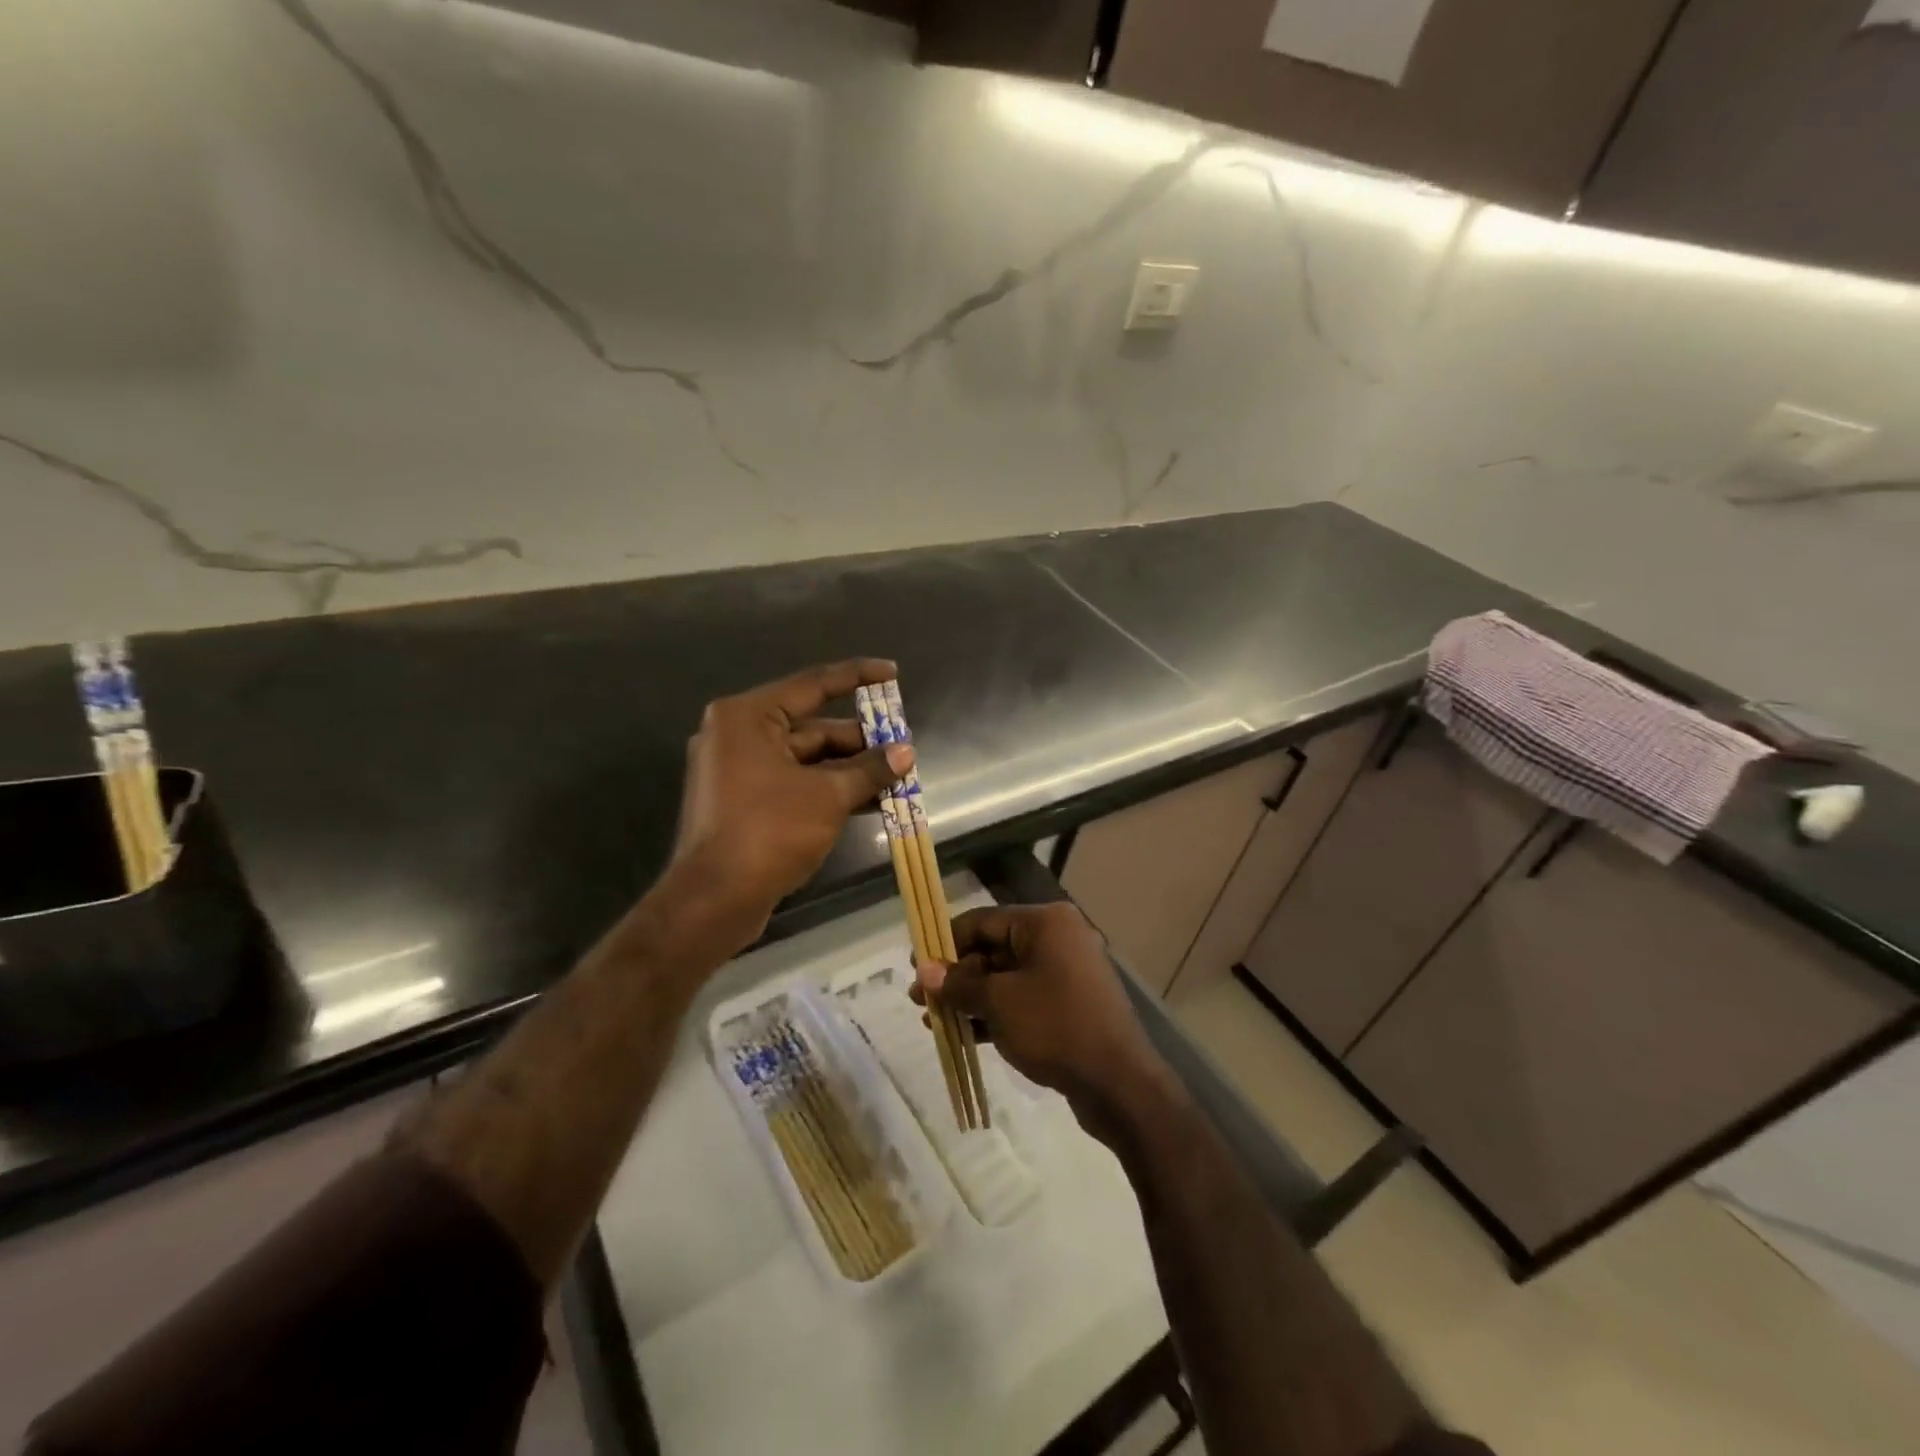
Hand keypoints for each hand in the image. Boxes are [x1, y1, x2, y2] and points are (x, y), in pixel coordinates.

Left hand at [670, 659, 912, 946]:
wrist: (714, 900)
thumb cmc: (769, 831)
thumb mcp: (828, 796)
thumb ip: (869, 769)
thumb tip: (906, 753)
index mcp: (748, 717)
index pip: (813, 684)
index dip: (857, 676)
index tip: (892, 672)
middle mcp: (739, 735)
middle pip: (812, 727)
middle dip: (860, 741)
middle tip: (903, 748)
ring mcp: (738, 770)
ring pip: (806, 759)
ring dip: (850, 769)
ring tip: (896, 778)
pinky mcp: (744, 802)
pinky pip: (794, 783)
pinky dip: (828, 789)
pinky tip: (869, 801)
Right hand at [914, 903, 1174, 1142]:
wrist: (1119, 1084)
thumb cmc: (1056, 1027)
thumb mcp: (999, 1002)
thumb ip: (959, 983)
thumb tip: (924, 970)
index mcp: (1045, 923)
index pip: (982, 921)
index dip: (945, 942)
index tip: (915, 965)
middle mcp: (1057, 938)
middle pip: (993, 948)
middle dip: (955, 975)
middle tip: (920, 999)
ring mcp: (1065, 972)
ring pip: (1005, 977)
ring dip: (970, 997)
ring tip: (932, 1020)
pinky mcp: (1068, 1004)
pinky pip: (1022, 999)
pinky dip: (994, 1012)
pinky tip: (962, 1034)